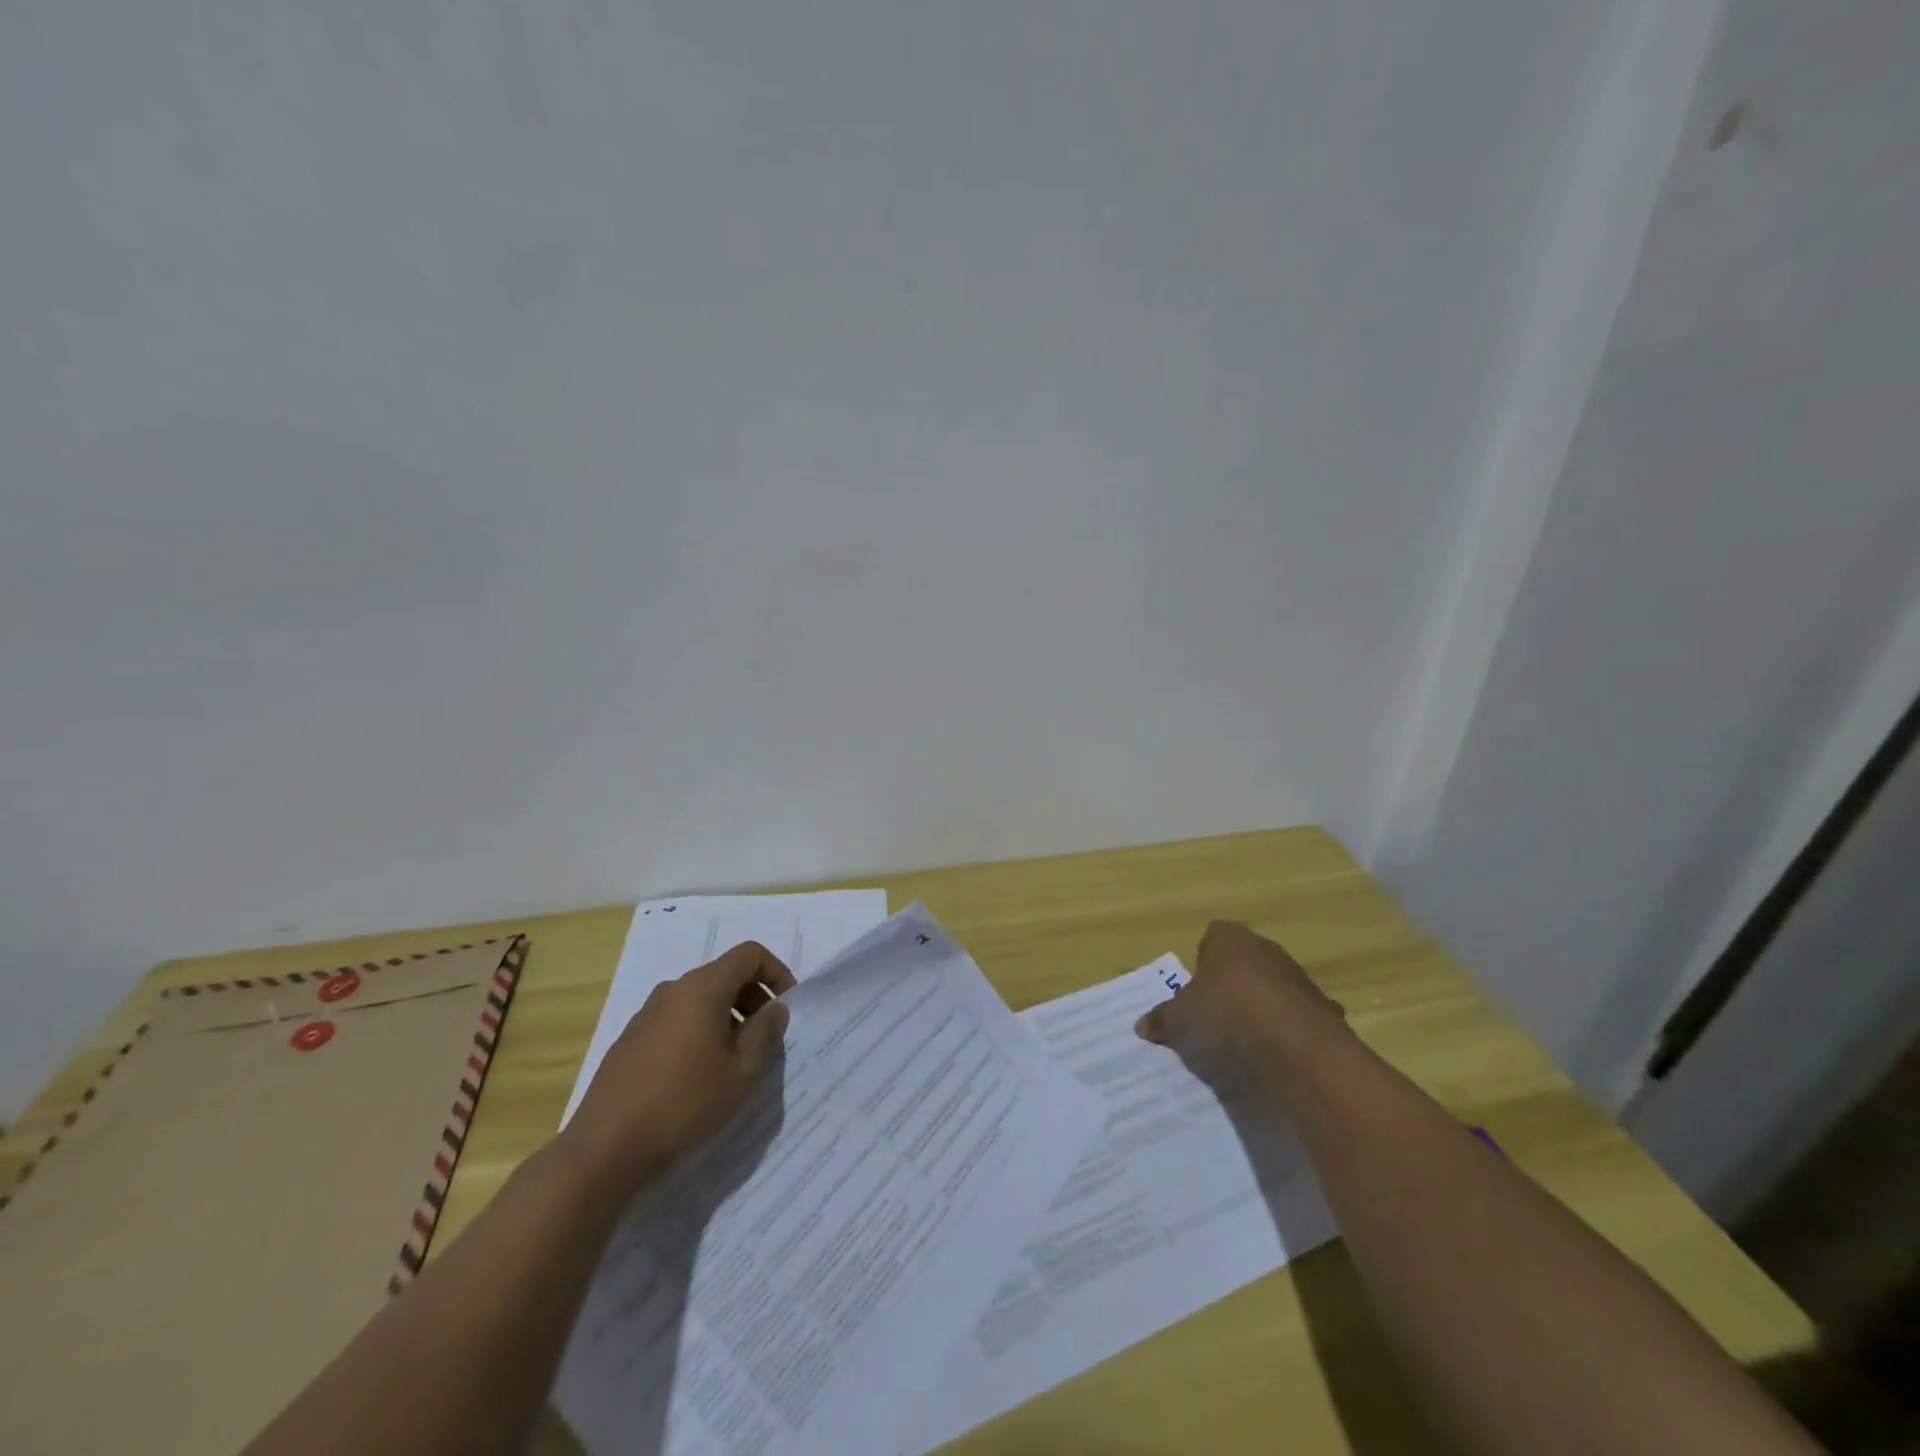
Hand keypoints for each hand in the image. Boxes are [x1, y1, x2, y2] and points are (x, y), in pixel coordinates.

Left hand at [561, 941, 795, 1194]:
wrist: (605, 1147)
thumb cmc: (685, 1102)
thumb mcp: (741, 1071)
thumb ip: (765, 1032)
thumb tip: (775, 1008)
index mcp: (702, 987)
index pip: (749, 955)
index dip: (776, 972)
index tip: (787, 1007)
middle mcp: (673, 989)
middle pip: (724, 974)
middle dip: (753, 998)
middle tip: (766, 1038)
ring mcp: (647, 1014)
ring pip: (700, 999)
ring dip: (727, 1018)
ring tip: (735, 1060)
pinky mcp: (631, 1040)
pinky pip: (678, 1020)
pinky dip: (700, 1032)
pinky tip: (699, 1075)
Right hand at [1135, 920, 1346, 1070]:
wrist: (1298, 1051)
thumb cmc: (1226, 1016)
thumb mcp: (1179, 1020)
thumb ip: (1161, 1019)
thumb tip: (1142, 1025)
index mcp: (1231, 940)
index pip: (1213, 937)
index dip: (1202, 962)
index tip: (1195, 991)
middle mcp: (1268, 950)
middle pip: (1245, 963)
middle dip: (1232, 986)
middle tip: (1214, 1017)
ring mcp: (1300, 981)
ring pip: (1273, 991)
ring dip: (1261, 1010)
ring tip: (1244, 1043)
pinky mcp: (1324, 1013)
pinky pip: (1296, 1021)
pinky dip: (1287, 1035)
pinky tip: (1274, 1058)